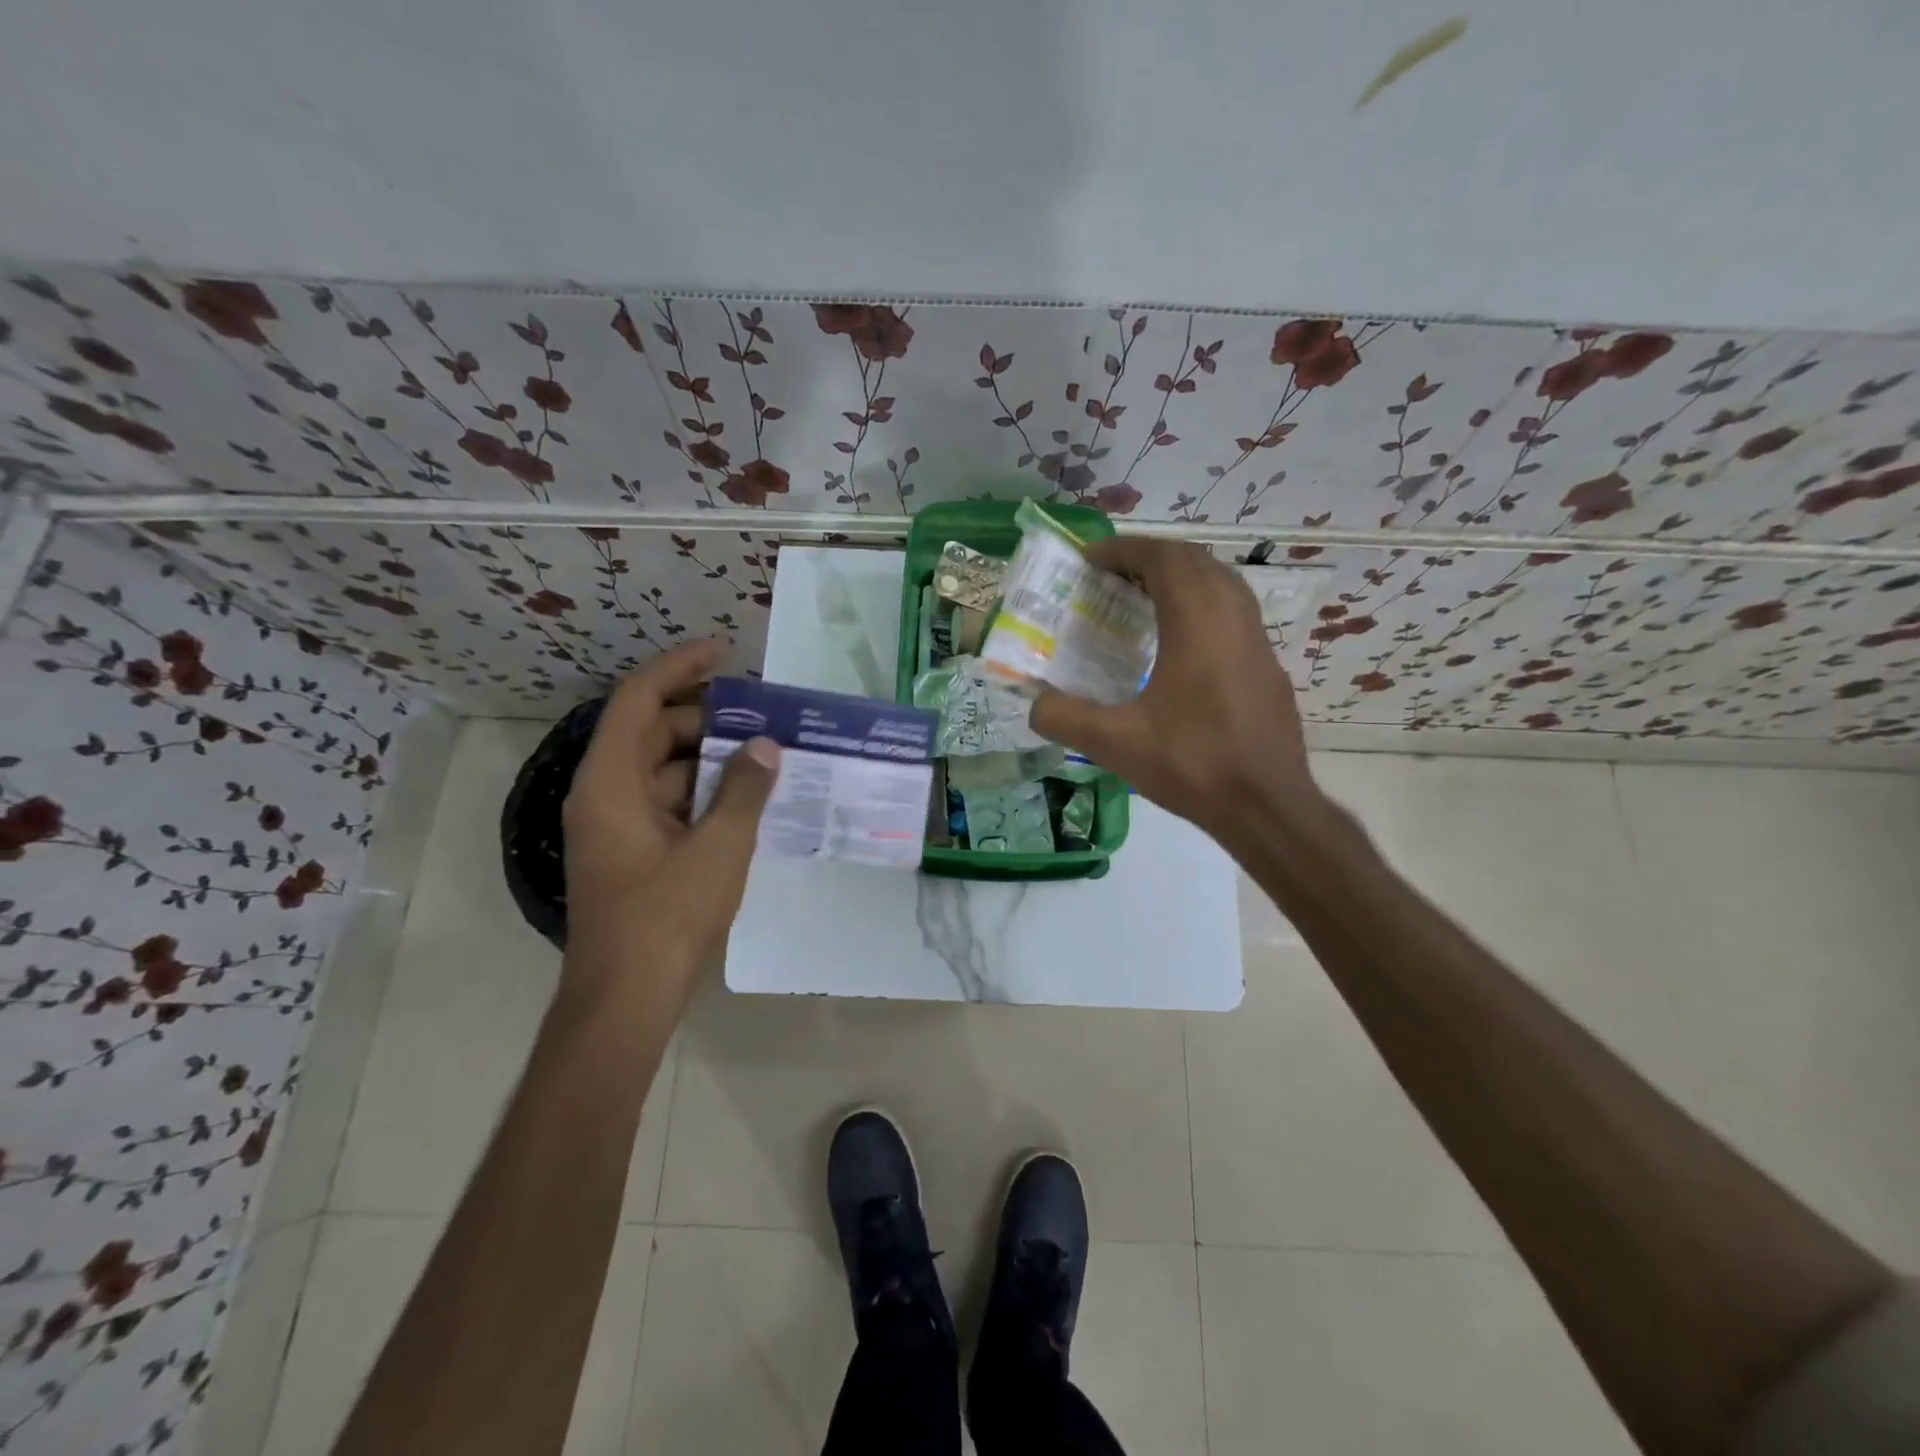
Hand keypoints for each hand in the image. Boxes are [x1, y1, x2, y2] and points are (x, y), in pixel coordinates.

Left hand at [561, 641, 779, 998]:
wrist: (627, 998)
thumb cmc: (666, 917)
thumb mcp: (719, 847)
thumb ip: (744, 790)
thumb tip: (766, 748)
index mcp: (609, 782)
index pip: (638, 699)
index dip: (681, 667)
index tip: (726, 651)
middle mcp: (605, 794)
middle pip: (652, 732)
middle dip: (707, 718)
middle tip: (762, 715)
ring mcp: (618, 826)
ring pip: (665, 770)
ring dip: (711, 759)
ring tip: (766, 753)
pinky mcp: (634, 852)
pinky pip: (670, 803)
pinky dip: (705, 793)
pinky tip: (749, 798)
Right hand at [1030, 539, 1321, 845]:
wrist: (1266, 805)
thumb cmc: (1192, 764)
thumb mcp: (1115, 743)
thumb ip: (1064, 717)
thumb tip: (1034, 704)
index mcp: (1197, 621)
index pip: (1163, 558)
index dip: (1124, 550)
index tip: (1090, 561)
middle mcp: (1232, 616)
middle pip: (1193, 560)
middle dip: (1149, 558)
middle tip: (1110, 577)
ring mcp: (1257, 639)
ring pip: (1219, 582)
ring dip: (1179, 578)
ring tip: (1141, 599)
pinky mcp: (1267, 664)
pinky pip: (1233, 611)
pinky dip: (1201, 604)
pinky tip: (1179, 642)